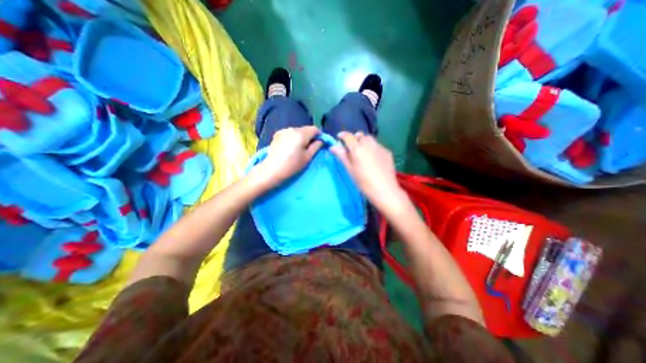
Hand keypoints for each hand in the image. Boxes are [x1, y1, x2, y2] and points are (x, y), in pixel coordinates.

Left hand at [253, 124, 320, 186]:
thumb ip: (316, 146)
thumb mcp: (308, 157)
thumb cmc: (292, 165)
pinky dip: (293, 137)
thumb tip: (321, 140)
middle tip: (310, 147)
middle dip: (310, 136)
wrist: (272, 170)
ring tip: (299, 148)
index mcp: (301, 134)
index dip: (319, 135)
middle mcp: (292, 128)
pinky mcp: (277, 134)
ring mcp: (283, 130)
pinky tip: (290, 146)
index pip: (314, 129)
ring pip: (297, 130)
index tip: (320, 143)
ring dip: (301, 136)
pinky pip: (289, 133)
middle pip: (305, 129)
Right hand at [332, 132, 401, 207]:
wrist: (384, 190)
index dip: (343, 135)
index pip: (348, 136)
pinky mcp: (387, 152)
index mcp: (357, 149)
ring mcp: (380, 147)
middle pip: (360, 136)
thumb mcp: (350, 170)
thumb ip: (342, 156)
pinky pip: (378, 146)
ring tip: (363, 153)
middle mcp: (369, 144)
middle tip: (352, 149)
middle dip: (355, 139)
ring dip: (364, 142)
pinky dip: (373, 148)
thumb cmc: (363, 182)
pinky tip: (373, 159)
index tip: (339, 137)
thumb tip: (333, 147)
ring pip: (370, 139)